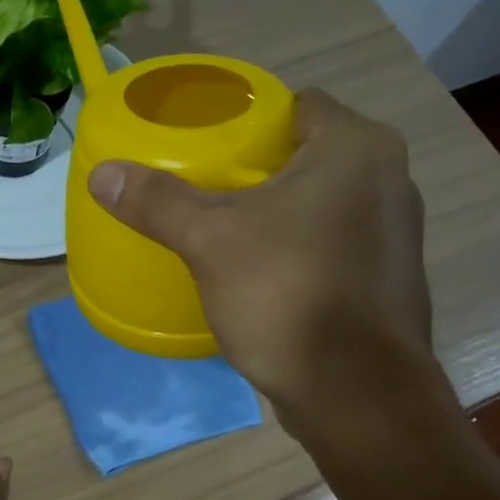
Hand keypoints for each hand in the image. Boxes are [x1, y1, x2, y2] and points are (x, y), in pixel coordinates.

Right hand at [87, 90, 451, 432]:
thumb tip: (102, 174)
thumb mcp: (210, 241)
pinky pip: (334, 244)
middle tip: (206, 188)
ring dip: (281, 212)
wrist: (356, 394)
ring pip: (323, 204)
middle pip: (309, 155)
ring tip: (227, 230)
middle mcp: (390, 179)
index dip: (251, 120)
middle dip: (259, 170)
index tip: (209, 145)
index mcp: (357, 148)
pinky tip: (263, 273)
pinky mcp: (388, 280)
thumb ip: (157, 201)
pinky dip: (301, 248)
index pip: (298, 106)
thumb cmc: (287, 294)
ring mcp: (397, 234)